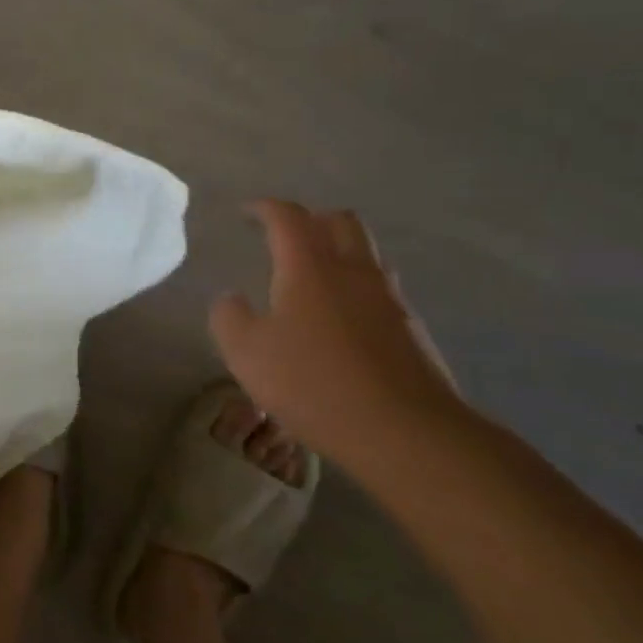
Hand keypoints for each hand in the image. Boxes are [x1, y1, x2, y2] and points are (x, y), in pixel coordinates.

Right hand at [210, 200, 460, 461]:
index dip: (265, 208)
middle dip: (311, 220)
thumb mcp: (246, 353)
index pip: (288, 217)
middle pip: (340, 222)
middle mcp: (353, 271)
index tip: (247, 213)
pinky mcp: (412, 330)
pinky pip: (381, 290)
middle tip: (286, 238)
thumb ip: (229, 317)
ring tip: (314, 277)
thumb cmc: (314, 385)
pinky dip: (357, 288)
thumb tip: (231, 298)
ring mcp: (390, 299)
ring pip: (367, 254)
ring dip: (339, 252)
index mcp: (309, 267)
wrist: (407, 433)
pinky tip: (342, 321)